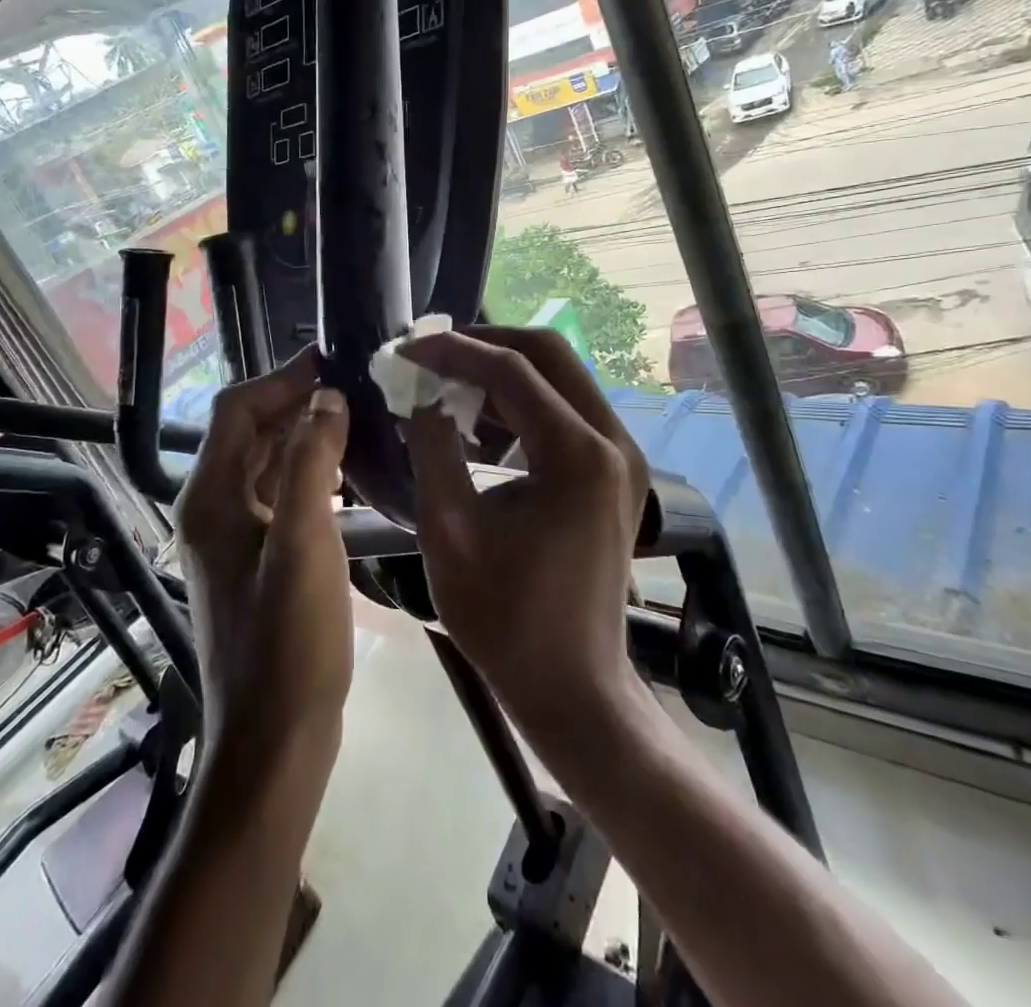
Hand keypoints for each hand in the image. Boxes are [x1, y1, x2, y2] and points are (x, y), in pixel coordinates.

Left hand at [174, 348, 352, 762]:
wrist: (274, 740)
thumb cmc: (288, 642)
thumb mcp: (303, 543)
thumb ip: (310, 462)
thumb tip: (326, 397)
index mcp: (211, 497)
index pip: (238, 409)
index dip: (281, 378)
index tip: (331, 359)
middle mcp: (212, 508)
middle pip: (250, 432)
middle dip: (296, 402)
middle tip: (354, 385)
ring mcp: (232, 537)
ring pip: (266, 463)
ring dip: (304, 436)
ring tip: (357, 420)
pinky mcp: (255, 560)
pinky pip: (278, 495)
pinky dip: (308, 473)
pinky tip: (345, 475)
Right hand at [401, 326, 650, 745]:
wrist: (573, 686)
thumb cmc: (505, 618)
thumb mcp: (450, 529)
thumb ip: (433, 447)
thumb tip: (424, 395)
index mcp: (578, 455)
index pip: (511, 370)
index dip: (453, 351)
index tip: (407, 348)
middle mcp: (613, 441)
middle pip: (549, 354)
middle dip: (484, 345)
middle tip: (431, 354)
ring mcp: (623, 455)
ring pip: (561, 377)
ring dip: (503, 372)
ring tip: (447, 381)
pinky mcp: (617, 472)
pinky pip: (567, 411)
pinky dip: (522, 403)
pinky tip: (478, 421)